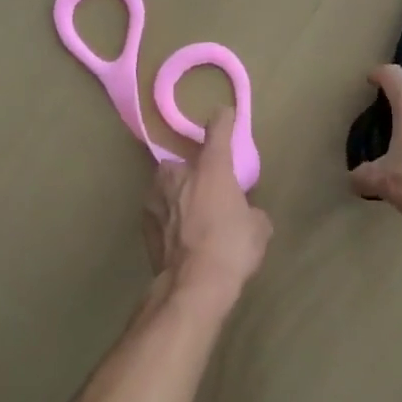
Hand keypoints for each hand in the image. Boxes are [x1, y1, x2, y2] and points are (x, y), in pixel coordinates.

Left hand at [142, 111, 271, 312]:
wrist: (192, 286)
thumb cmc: (232, 248)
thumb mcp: (258, 228)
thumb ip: (251, 211)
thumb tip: (245, 214)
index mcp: (212, 167)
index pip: (217, 130)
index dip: (222, 121)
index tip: (223, 115)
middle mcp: (178, 173)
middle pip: (186, 163)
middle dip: (195, 174)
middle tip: (209, 194)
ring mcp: (155, 196)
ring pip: (168, 187)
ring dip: (178, 196)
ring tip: (191, 220)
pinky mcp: (143, 222)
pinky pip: (159, 211)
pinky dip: (168, 219)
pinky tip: (179, 239)